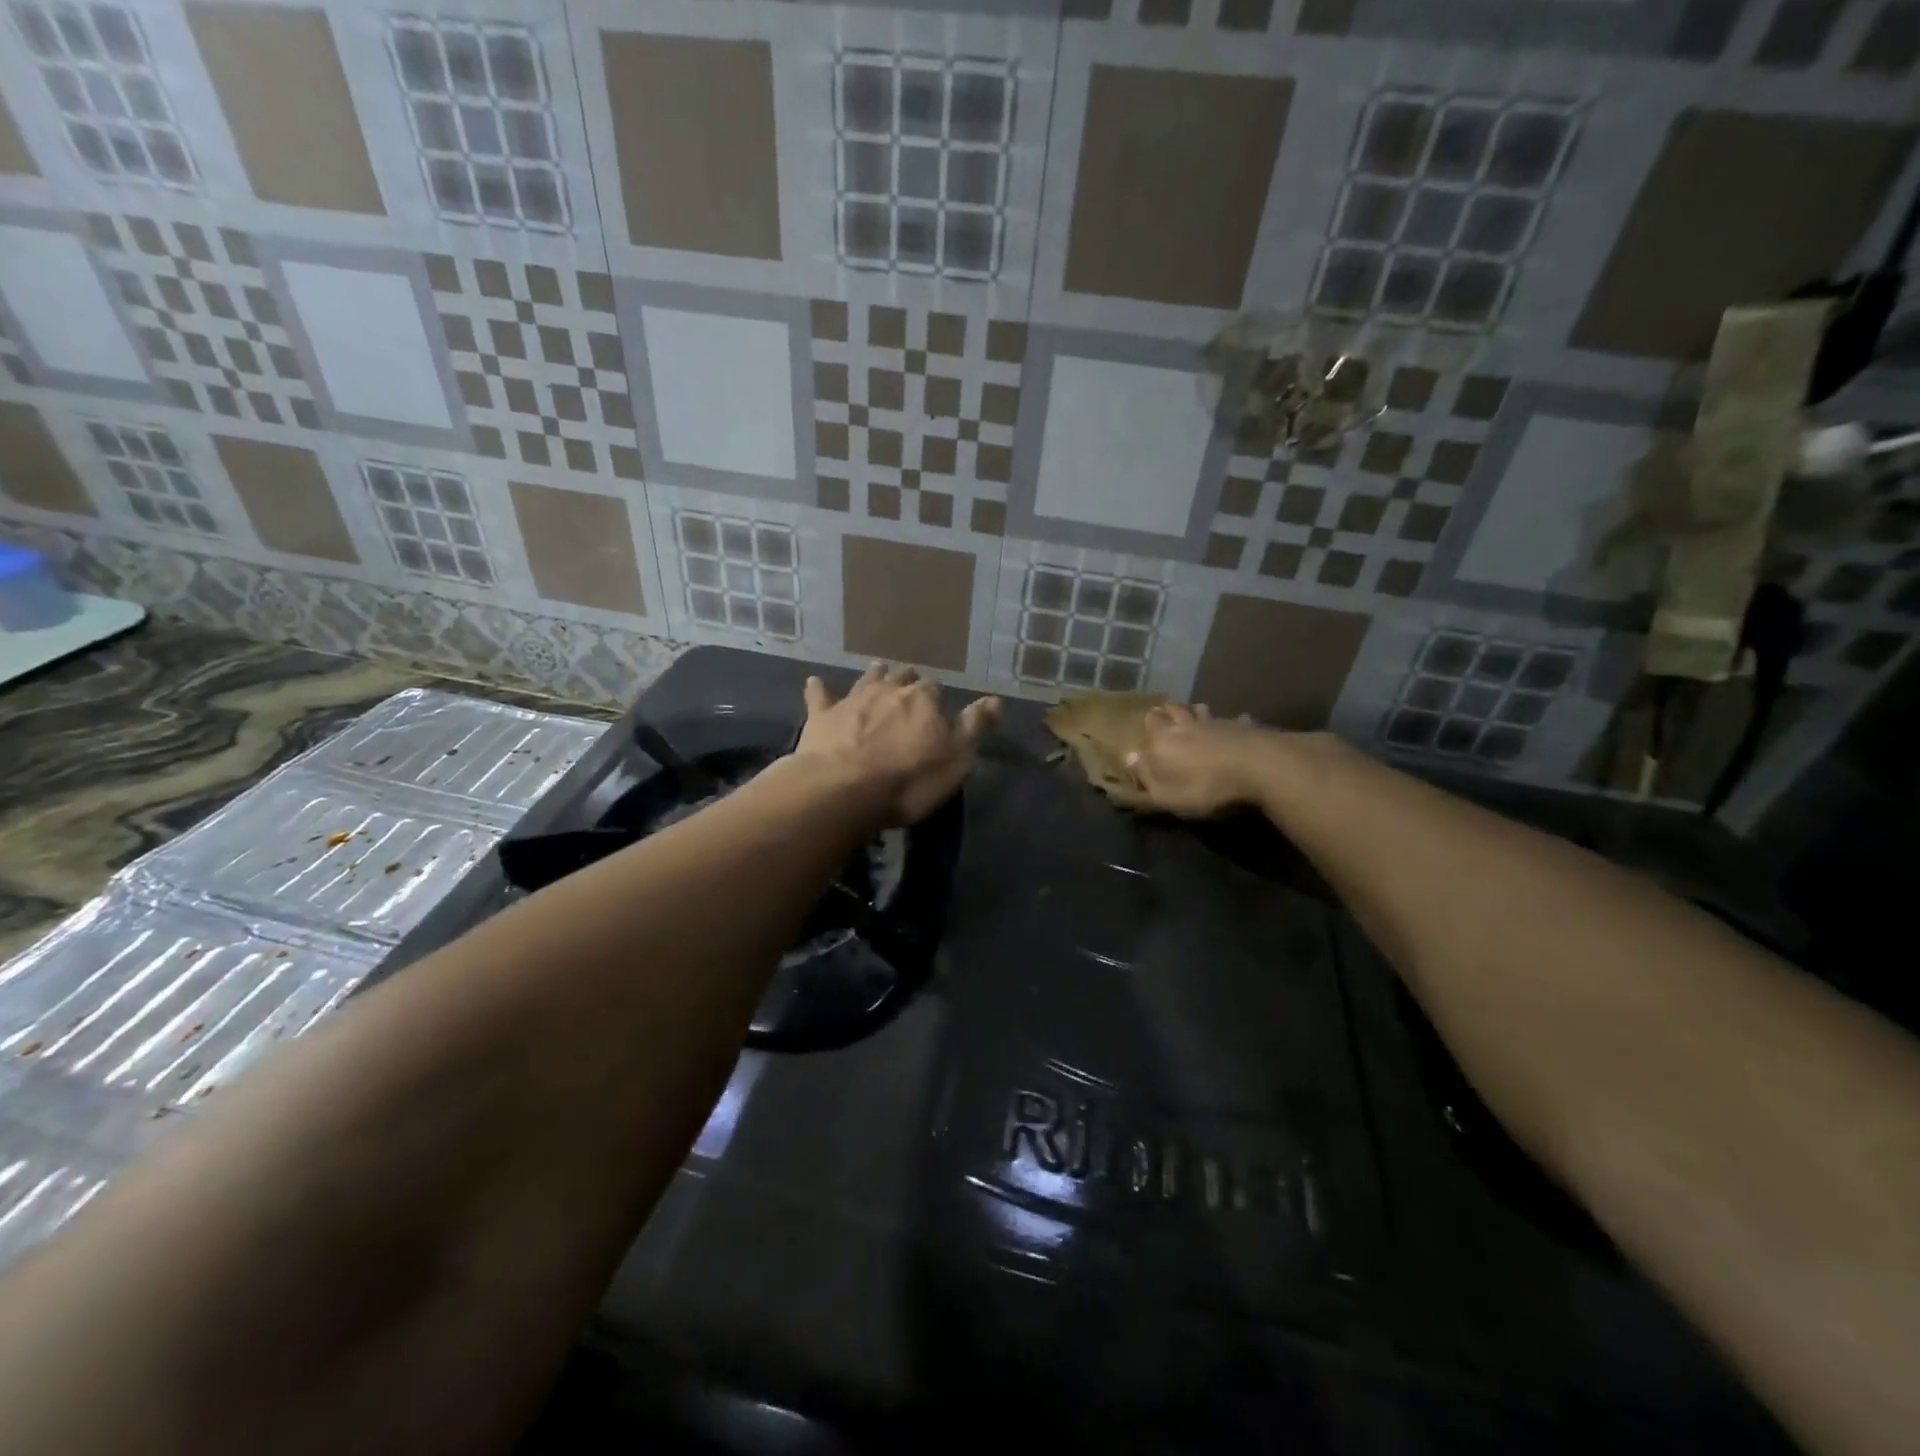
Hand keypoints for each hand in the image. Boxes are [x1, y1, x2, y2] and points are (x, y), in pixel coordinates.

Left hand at [797, 664, 1000, 824]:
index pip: (935, 689)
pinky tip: (814, 683)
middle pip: (902, 679)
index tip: (938, 705)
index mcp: (923, 700)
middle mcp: (888, 691)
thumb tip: (996, 699)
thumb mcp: (956, 758)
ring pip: (866, 680)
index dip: (937, 697)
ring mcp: (853, 701)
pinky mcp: (822, 717)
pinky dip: (819, 689)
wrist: (844, 788)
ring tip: (878, 669)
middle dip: (907, 680)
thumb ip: (975, 726)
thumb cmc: (909, 779)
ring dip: (874, 675)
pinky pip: (820, 696)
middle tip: (910, 684)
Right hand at [1123, 703, 1278, 817]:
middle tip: (1168, 714)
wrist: (1259, 768)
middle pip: (1175, 709)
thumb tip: (1128, 757)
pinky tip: (1238, 725)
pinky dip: (1234, 722)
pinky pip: (1236, 720)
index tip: (1148, 723)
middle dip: (1170, 711)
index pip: (1151, 722)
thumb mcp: (1166, 794)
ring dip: (1198, 712)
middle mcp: (1188, 725)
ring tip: (1197, 715)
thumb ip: (1146, 776)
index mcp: (1165, 739)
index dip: (1149, 723)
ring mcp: (1219, 723)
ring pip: (1203, 710)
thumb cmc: (1205, 786)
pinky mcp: (1247, 727)